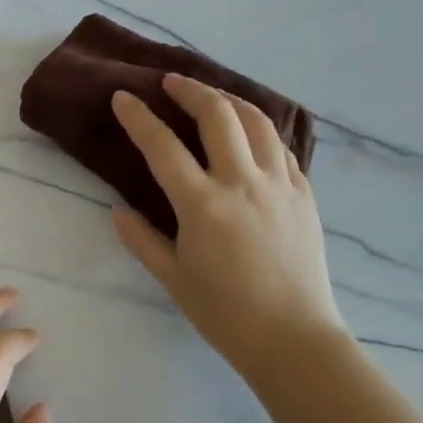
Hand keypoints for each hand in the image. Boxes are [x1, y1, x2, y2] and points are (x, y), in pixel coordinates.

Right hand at [110, 74, 348, 380]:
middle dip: (190, 90)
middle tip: (169, 82)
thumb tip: (118, 211)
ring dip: (230, 100)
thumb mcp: (173, 279)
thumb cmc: (225, 314)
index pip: (163, 146)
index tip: (123, 96)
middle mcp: (242, 183)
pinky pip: (282, 148)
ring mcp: (280, 185)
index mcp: (203, 205)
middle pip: (217, 115)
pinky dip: (261, 131)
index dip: (139, 117)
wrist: (295, 340)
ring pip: (257, 122)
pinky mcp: (305, 195)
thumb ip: (141, 240)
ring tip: (211, 95)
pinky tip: (250, 134)